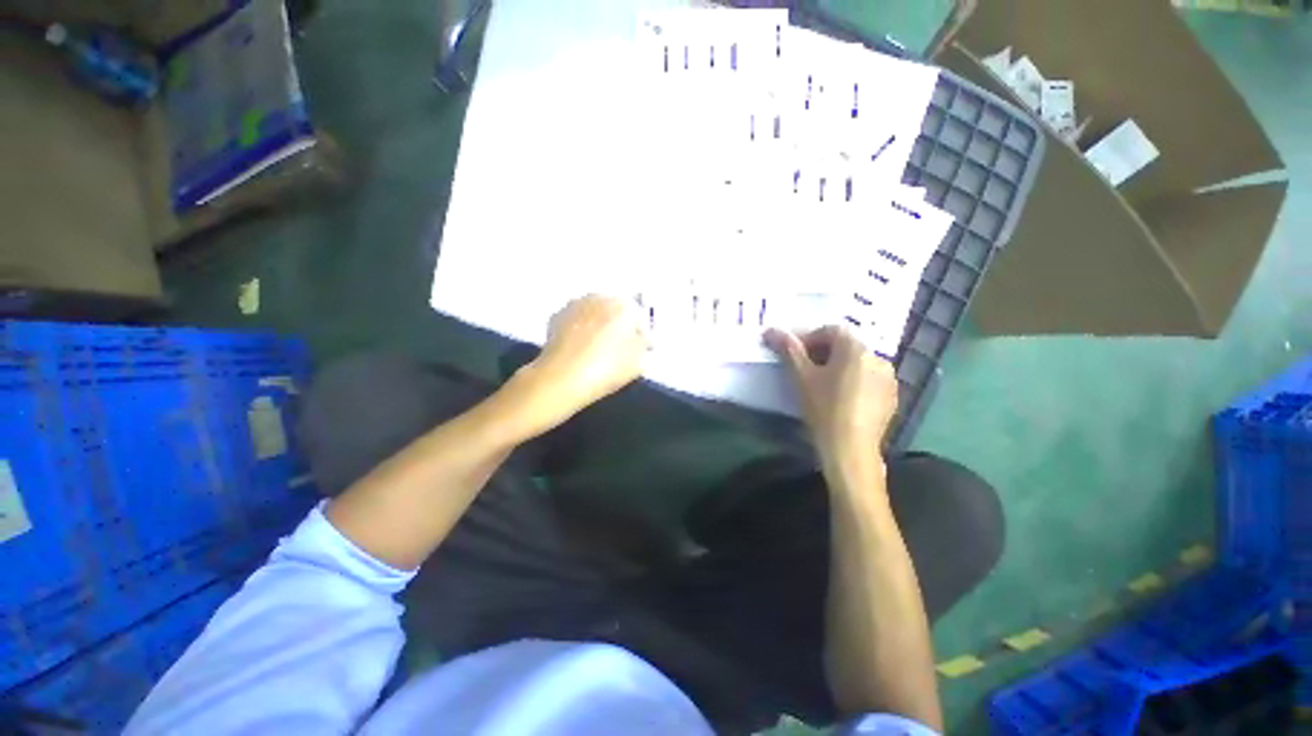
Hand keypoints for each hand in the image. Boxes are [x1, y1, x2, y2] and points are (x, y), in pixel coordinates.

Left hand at [514, 295, 648, 433]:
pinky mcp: (556, 316)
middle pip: (616, 310)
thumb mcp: (637, 364)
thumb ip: (642, 346)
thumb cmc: (605, 369)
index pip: (640, 318)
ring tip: (599, 348)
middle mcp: (599, 298)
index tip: (642, 349)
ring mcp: (575, 305)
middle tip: (621, 347)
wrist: (560, 378)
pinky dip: (581, 329)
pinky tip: (580, 348)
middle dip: (620, 325)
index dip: (643, 335)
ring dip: (599, 325)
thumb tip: (638, 339)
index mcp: (623, 306)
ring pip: (595, 312)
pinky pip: (577, 320)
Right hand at [765, 326, 897, 464]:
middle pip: (845, 346)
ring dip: (839, 367)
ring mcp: (888, 378)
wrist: (850, 449)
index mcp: (856, 348)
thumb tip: (771, 330)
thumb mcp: (801, 377)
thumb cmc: (824, 408)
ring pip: (858, 363)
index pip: (830, 330)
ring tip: (822, 385)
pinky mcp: (892, 397)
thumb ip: (788, 349)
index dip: (808, 339)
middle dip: (823, 353)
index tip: (794, 355)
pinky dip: (853, 381)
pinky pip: (869, 379)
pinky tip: (841, 399)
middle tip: (804, 370)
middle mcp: (878, 357)